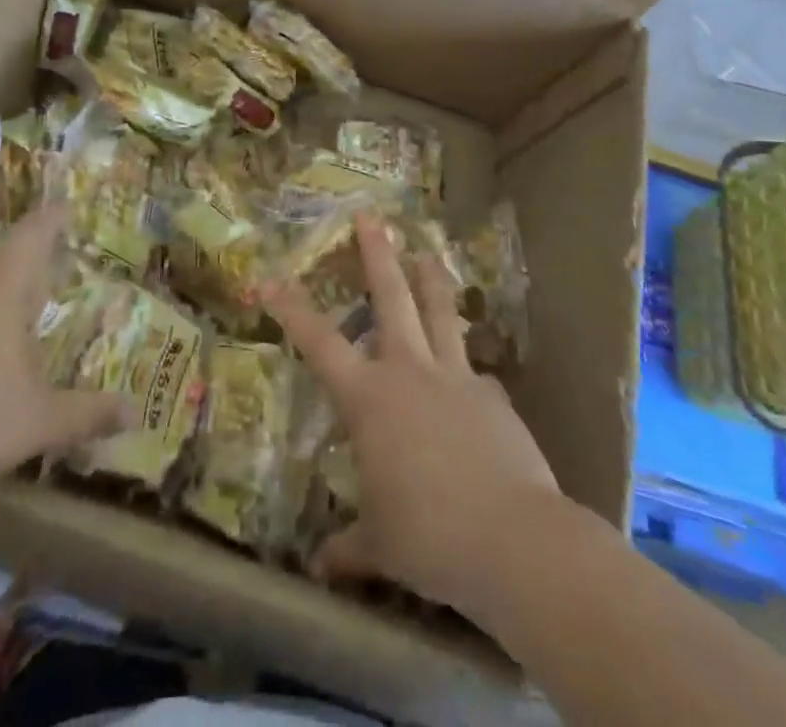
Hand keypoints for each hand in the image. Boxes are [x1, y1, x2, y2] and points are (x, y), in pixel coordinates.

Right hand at [265, 214, 562, 616]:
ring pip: (439, 312)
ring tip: (426, 251)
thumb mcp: (380, 545)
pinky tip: (472, 379)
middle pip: (390, 298)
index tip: (271, 277)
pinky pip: (473, 371)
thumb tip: (320, 568)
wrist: (514, 541)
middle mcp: (408, 371)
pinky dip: (466, 368)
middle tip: (371, 217)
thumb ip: (348, 548)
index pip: (318, 342)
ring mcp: (455, 376)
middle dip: (377, 255)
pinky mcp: (492, 394)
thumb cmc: (429, 538)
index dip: (292, 307)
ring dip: (430, 278)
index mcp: (369, 398)